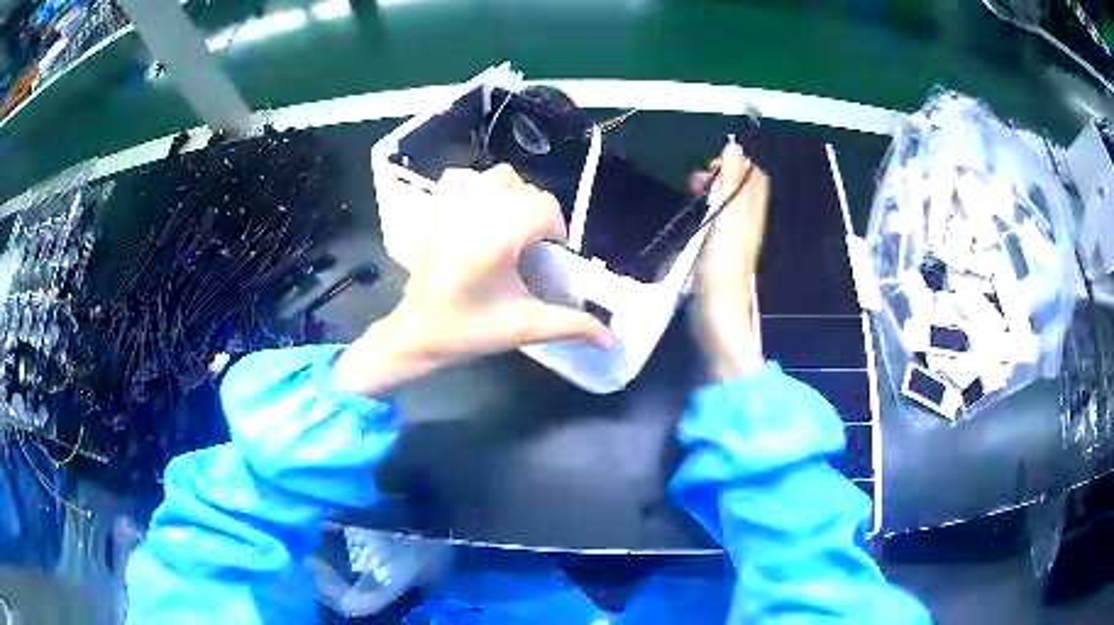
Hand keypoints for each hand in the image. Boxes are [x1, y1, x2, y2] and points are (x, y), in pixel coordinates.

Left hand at [335, 164, 609, 395]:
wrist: (418, 332)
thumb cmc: (470, 330)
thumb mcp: (525, 327)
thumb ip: (572, 324)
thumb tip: (611, 337)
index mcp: (498, 235)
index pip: (545, 208)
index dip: (556, 231)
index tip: (549, 258)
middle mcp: (475, 209)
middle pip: (527, 191)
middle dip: (538, 216)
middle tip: (531, 250)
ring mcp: (452, 203)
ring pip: (499, 177)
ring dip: (513, 196)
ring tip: (507, 229)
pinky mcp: (435, 206)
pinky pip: (463, 178)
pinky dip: (477, 187)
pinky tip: (478, 213)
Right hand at [691, 141, 769, 380]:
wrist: (720, 319)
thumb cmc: (722, 270)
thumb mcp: (727, 221)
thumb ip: (730, 185)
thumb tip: (734, 147)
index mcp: (751, 213)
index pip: (754, 177)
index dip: (736, 164)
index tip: (711, 166)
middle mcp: (747, 224)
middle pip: (741, 188)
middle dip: (721, 176)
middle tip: (697, 180)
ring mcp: (735, 240)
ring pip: (729, 204)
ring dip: (713, 192)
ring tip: (692, 192)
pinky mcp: (722, 254)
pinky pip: (719, 220)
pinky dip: (708, 210)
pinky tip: (695, 216)